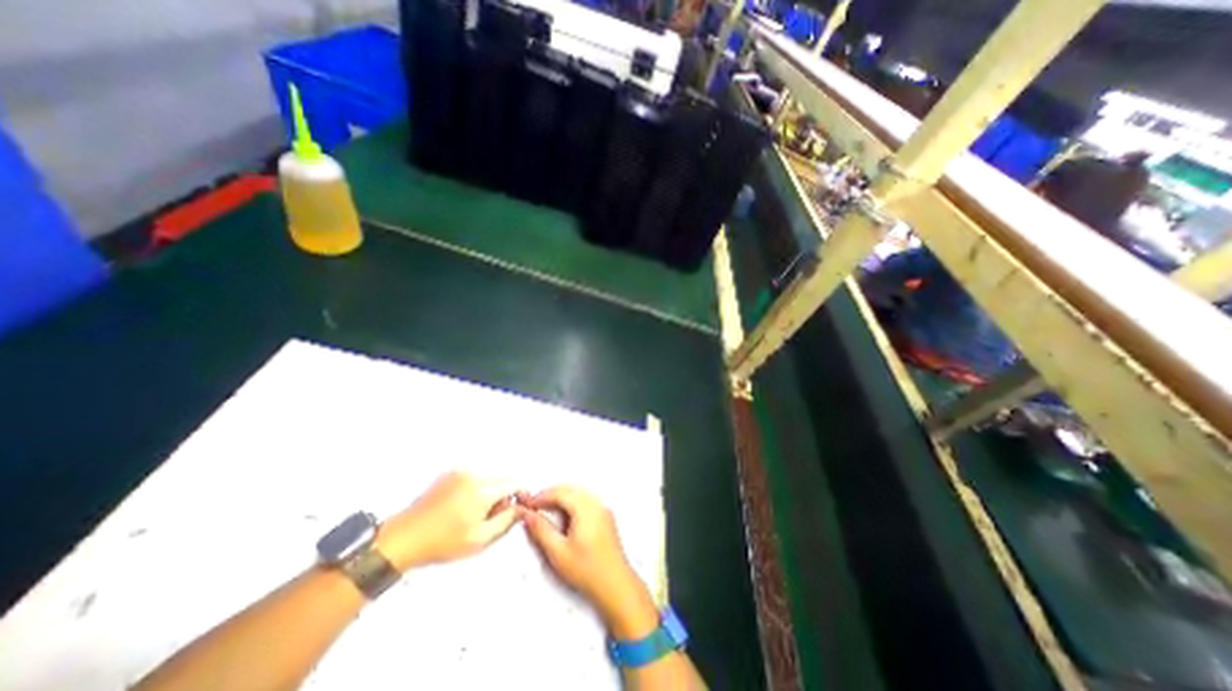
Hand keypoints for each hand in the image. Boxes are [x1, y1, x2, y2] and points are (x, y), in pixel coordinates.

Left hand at [377, 470, 516, 572]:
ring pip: (488, 478)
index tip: (516, 509)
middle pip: (501, 480)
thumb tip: (521, 508)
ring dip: (489, 492)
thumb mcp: (479, 539)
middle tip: (491, 517)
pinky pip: (473, 478)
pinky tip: (462, 506)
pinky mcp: (449, 474)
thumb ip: (506, 521)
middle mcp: (474, 474)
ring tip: (474, 513)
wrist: (403, 538)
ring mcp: (460, 472)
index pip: (514, 483)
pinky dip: (476, 489)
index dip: (519, 495)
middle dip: (502, 496)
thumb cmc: (443, 542)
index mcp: (483, 490)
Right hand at [518, 487, 658, 636]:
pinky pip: (586, 501)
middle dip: (550, 495)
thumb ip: (541, 530)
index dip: (541, 496)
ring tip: (545, 511)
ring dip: (561, 498)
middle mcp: (596, 503)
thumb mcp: (558, 552)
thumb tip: (527, 514)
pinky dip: (571, 503)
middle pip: (570, 490)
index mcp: (585, 508)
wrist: (616, 584)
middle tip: (533, 506)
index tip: (527, 504)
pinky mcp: (606, 516)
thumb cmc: (586, 570)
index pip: (560, 493)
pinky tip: (563, 517)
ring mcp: (603, 509)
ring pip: (578, 494)